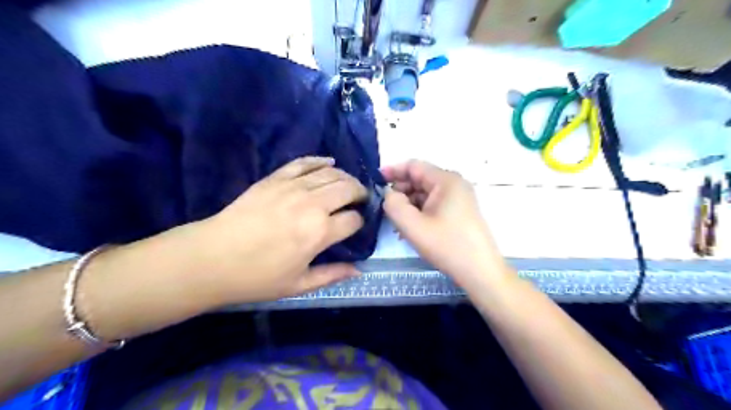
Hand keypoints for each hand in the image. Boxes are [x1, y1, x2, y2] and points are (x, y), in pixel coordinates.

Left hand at [193, 156, 368, 303]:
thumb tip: (358, 270)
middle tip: (361, 200)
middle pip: (348, 188)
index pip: (354, 219)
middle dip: (360, 193)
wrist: (212, 258)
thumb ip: (332, 275)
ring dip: (346, 177)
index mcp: (320, 232)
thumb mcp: (299, 285)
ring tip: (349, 185)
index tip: (357, 225)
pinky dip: (320, 160)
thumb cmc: (257, 277)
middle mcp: (313, 204)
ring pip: (331, 173)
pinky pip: (304, 162)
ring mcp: (293, 187)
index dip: (360, 222)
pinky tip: (329, 162)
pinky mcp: (276, 178)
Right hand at [383, 160, 508, 286]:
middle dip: (400, 191)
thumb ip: (393, 205)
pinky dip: (419, 212)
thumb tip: (389, 194)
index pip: (413, 166)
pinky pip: (433, 205)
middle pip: (419, 179)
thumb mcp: (413, 226)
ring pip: (425, 194)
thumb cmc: (447, 246)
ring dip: (408, 205)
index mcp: (446, 180)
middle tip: (385, 208)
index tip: (375, 181)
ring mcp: (459, 198)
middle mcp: (454, 184)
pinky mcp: (459, 211)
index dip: (392, 171)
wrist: (480, 272)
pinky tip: (410, 228)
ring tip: (396, 223)